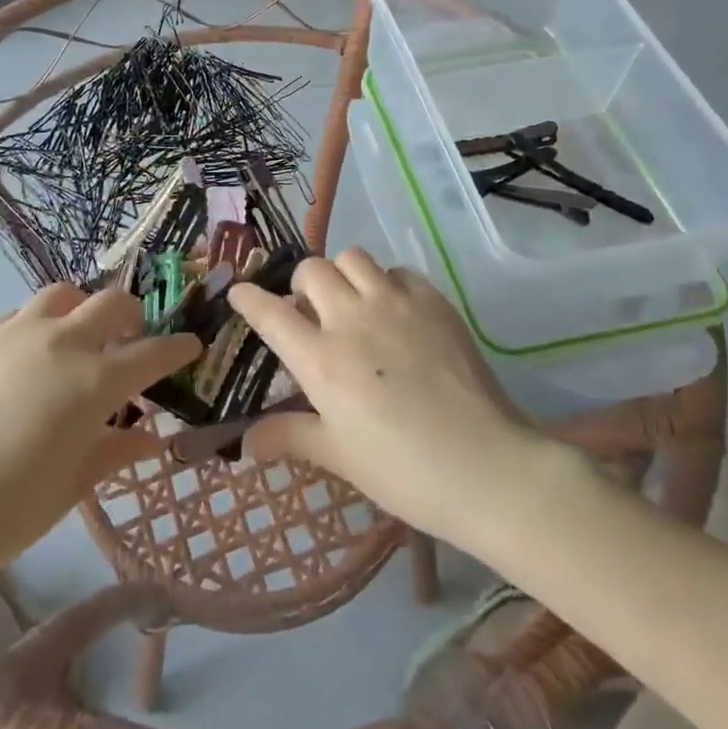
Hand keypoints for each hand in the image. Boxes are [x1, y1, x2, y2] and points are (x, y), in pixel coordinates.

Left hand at [0, 284, 199, 586]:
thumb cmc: (6, 513)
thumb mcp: (72, 486)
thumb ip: (116, 451)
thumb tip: (152, 436)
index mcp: (93, 382)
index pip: (152, 352)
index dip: (178, 346)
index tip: (192, 345)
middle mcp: (61, 343)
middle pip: (112, 303)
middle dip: (134, 316)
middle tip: (135, 339)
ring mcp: (17, 332)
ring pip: (65, 294)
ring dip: (84, 309)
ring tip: (81, 338)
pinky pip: (22, 313)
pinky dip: (41, 323)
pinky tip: (32, 354)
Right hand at [228, 250, 539, 547]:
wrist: (487, 468)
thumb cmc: (403, 471)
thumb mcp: (339, 456)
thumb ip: (289, 436)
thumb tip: (245, 444)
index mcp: (321, 359)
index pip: (270, 313)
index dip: (249, 298)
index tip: (240, 292)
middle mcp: (352, 319)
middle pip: (312, 270)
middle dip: (301, 284)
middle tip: (311, 311)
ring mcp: (395, 304)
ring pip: (354, 257)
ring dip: (343, 275)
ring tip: (353, 303)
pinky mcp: (433, 302)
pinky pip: (399, 272)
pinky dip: (387, 283)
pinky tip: (396, 311)